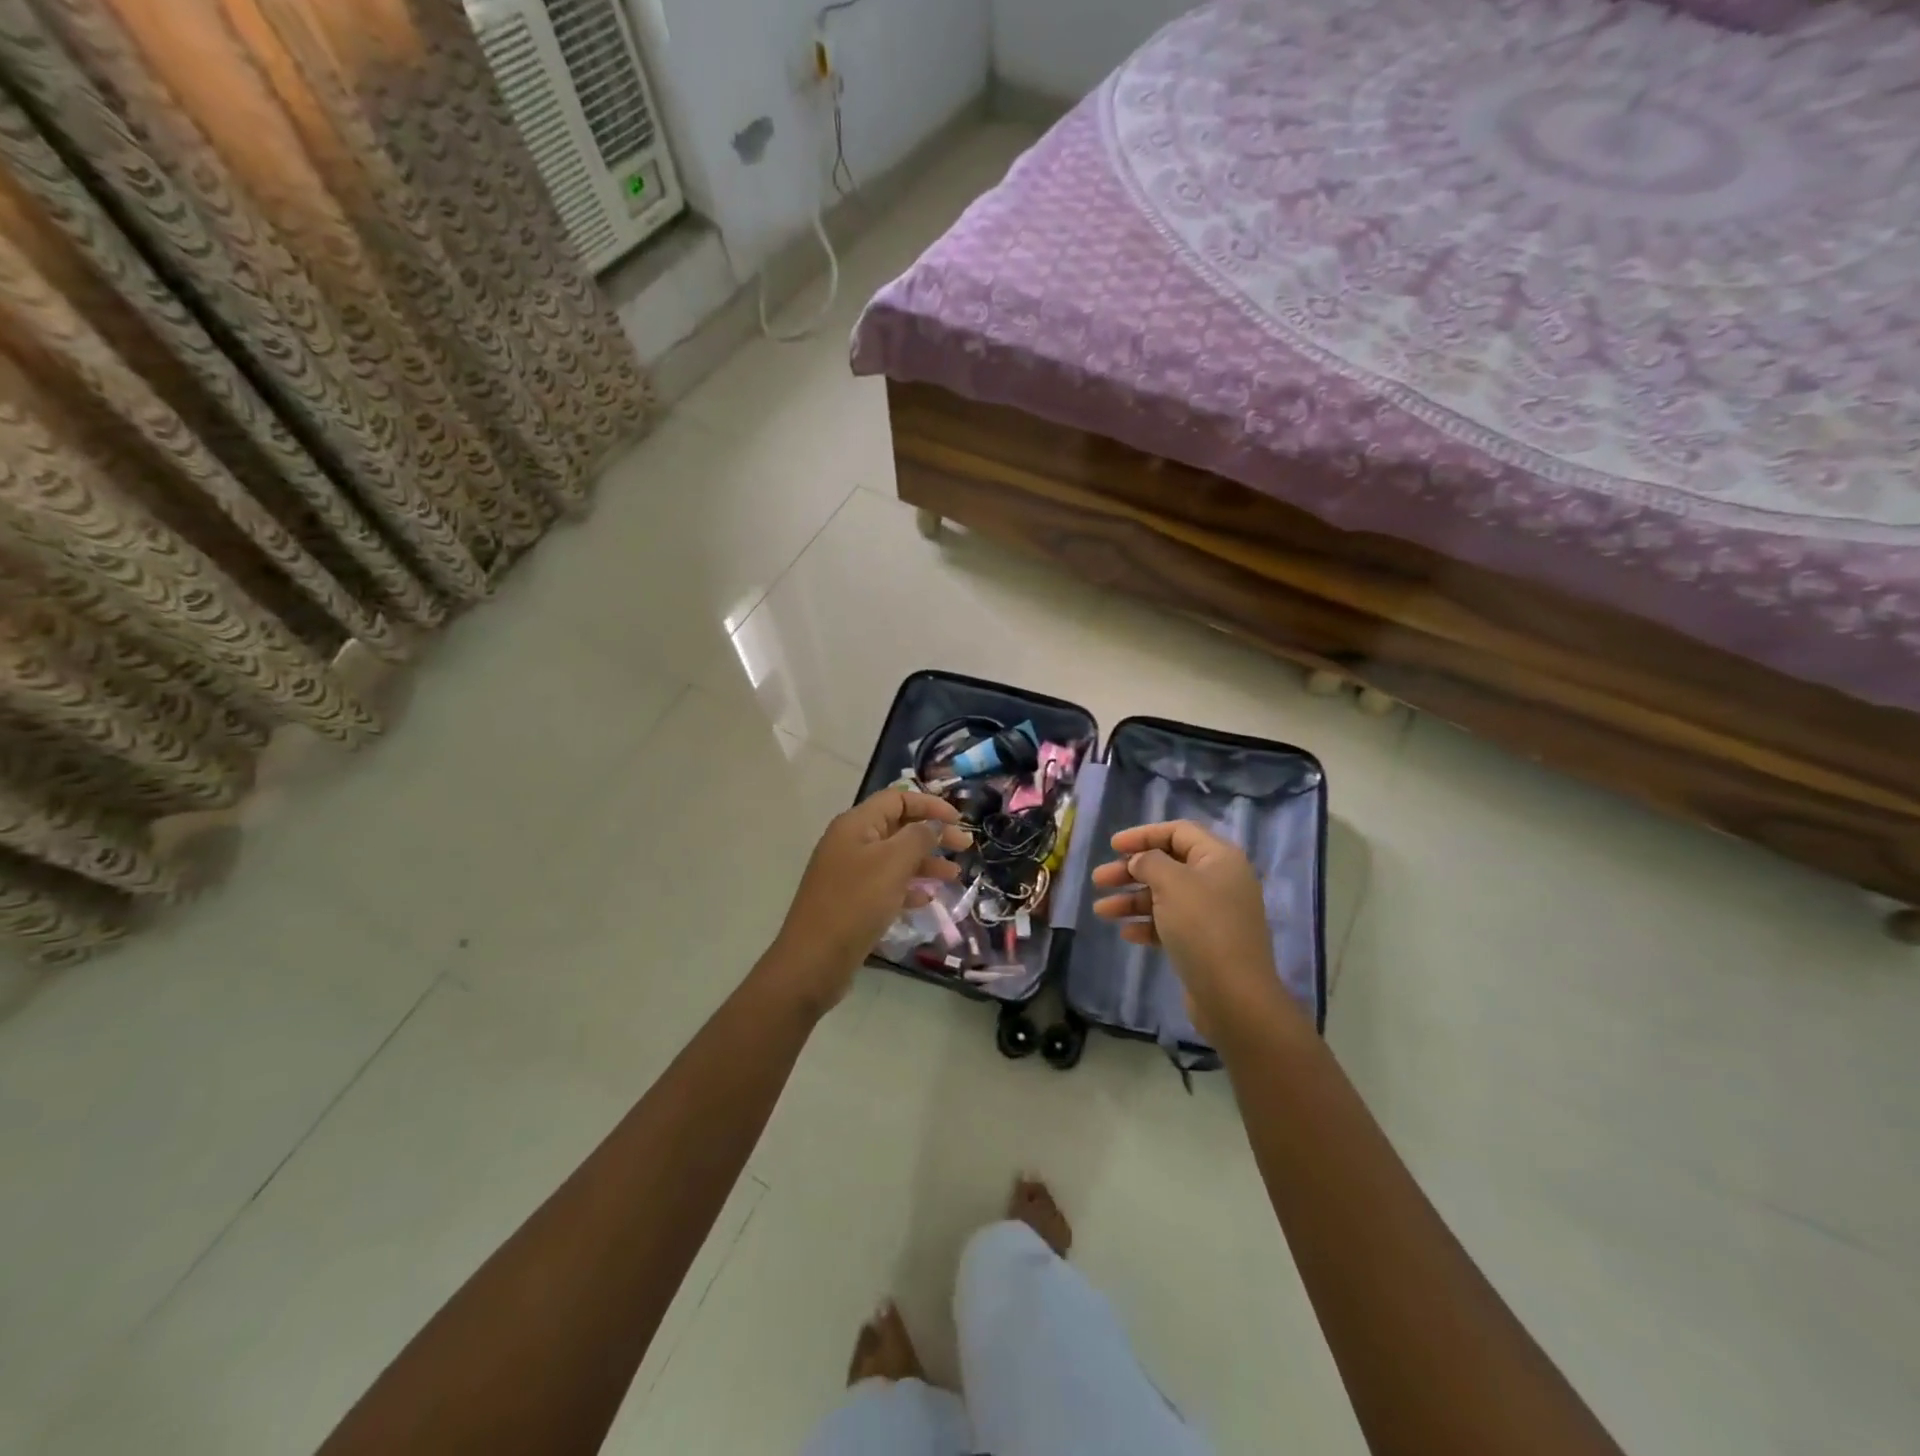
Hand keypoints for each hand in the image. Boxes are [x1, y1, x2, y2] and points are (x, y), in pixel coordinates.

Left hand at [770, 789, 970, 1014]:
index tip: (959, 820)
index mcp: (856, 824)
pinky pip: (886, 885)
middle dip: (933, 834)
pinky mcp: (852, 901)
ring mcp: (849, 873)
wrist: (814, 960)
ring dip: (925, 863)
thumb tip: (934, 824)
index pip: (897, 798)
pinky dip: (908, 888)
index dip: (930, 805)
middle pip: (898, 827)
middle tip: (965, 848)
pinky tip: (926, 900)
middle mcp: (851, 843)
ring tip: (953, 877)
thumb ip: (919, 837)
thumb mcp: (893, 863)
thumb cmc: (856, 903)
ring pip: (895, 858)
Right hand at [1090, 820, 1291, 1038]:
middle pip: (1168, 864)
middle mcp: (1219, 881)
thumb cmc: (1203, 927)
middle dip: (1130, 871)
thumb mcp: (1172, 883)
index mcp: (1219, 858)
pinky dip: (1147, 925)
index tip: (1112, 846)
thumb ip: (1150, 862)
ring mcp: (1213, 914)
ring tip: (1101, 910)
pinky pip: (1170, 923)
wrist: (1234, 996)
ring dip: (1131, 900)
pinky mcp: (1205, 943)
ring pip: (1165, 896)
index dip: (1143, 835)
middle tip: (1099, 879)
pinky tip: (1126, 934)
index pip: (1178, 831)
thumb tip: (1141, 861)